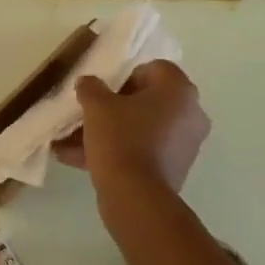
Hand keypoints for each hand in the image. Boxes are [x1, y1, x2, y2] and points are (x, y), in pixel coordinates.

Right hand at [52, 61, 209, 201]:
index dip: (124, 76)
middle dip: (114, 108)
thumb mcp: (96, 106)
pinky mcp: (176, 168)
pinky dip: (120, 151)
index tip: (103, 91)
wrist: (136, 195)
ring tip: (74, 144)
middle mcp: (191, 113)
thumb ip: (91, 87)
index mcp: (179, 90)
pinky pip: (144, 150)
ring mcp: (186, 143)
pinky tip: (83, 161)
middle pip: (148, 101)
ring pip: (142, 128)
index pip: (154, 68)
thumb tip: (88, 82)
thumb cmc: (121, 138)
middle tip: (88, 115)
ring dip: (111, 132)